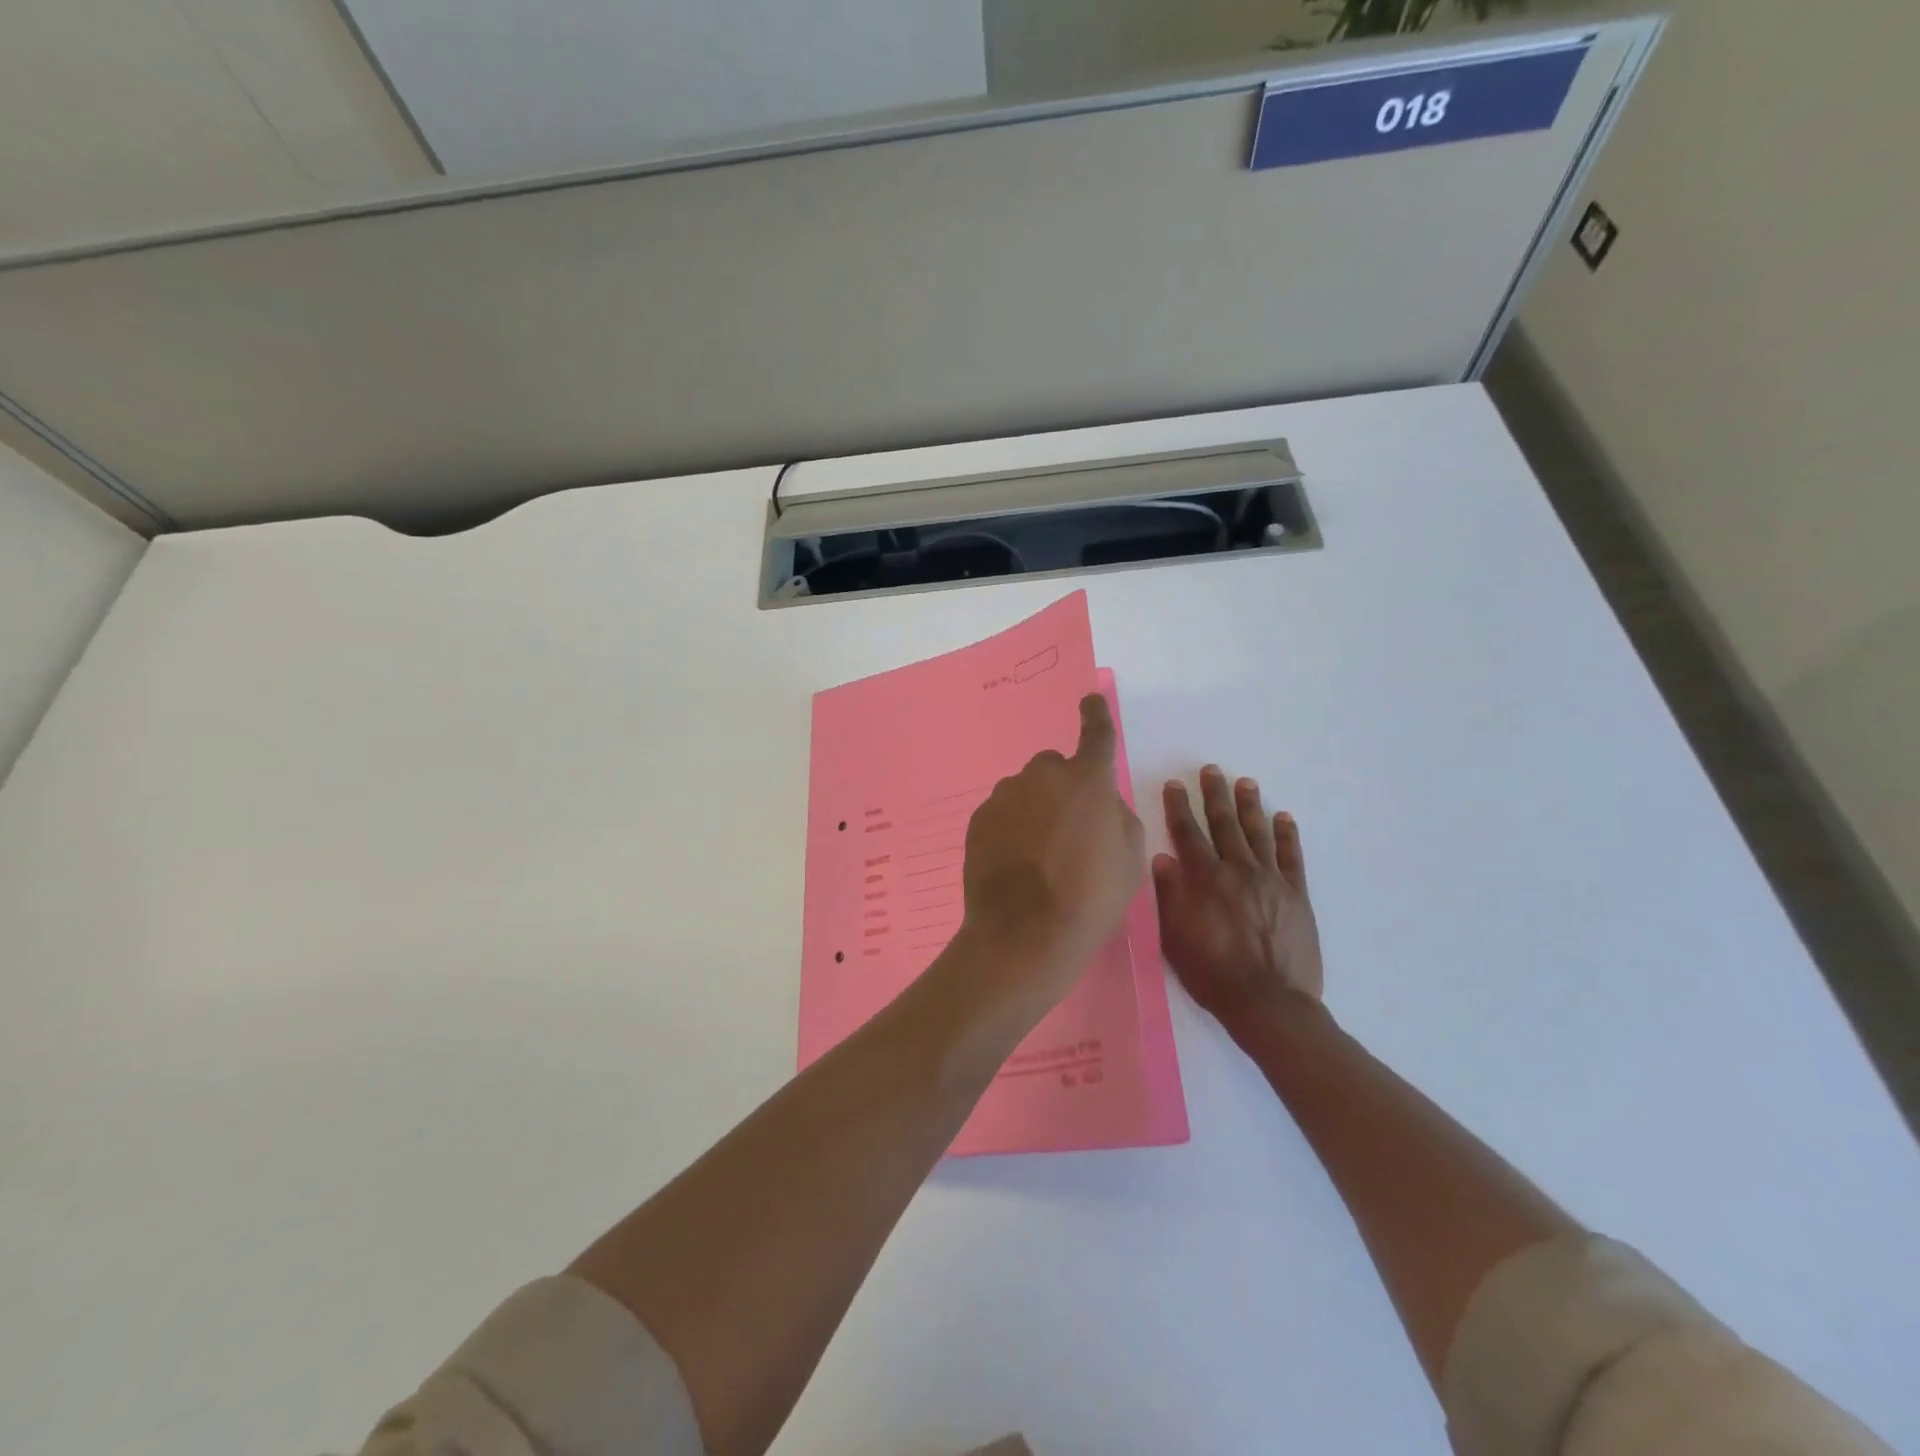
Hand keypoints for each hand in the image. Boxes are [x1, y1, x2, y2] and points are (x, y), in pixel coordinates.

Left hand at [957, 694, 1146, 1014]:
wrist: (1025, 934)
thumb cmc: (1090, 899)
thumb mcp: (1130, 861)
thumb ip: (1118, 819)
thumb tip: (1102, 806)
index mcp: (1087, 782)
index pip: (1096, 735)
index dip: (1095, 715)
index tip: (1089, 699)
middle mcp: (1043, 777)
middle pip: (1054, 767)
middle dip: (1063, 787)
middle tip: (1069, 830)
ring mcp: (1005, 796)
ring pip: (1025, 791)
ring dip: (1035, 809)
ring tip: (1039, 856)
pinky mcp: (979, 819)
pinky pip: (1002, 812)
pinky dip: (1010, 828)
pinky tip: (1015, 864)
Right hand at [1154, 766, 1322, 1037]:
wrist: (1269, 1003)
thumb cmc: (1212, 974)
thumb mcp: (1175, 938)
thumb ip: (1170, 895)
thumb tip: (1162, 858)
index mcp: (1205, 880)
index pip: (1188, 833)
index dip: (1179, 807)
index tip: (1175, 784)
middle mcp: (1238, 871)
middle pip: (1224, 824)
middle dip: (1215, 795)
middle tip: (1211, 770)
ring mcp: (1271, 881)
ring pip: (1258, 833)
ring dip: (1250, 806)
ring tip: (1245, 782)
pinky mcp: (1296, 896)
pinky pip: (1291, 857)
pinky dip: (1286, 835)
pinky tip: (1283, 817)